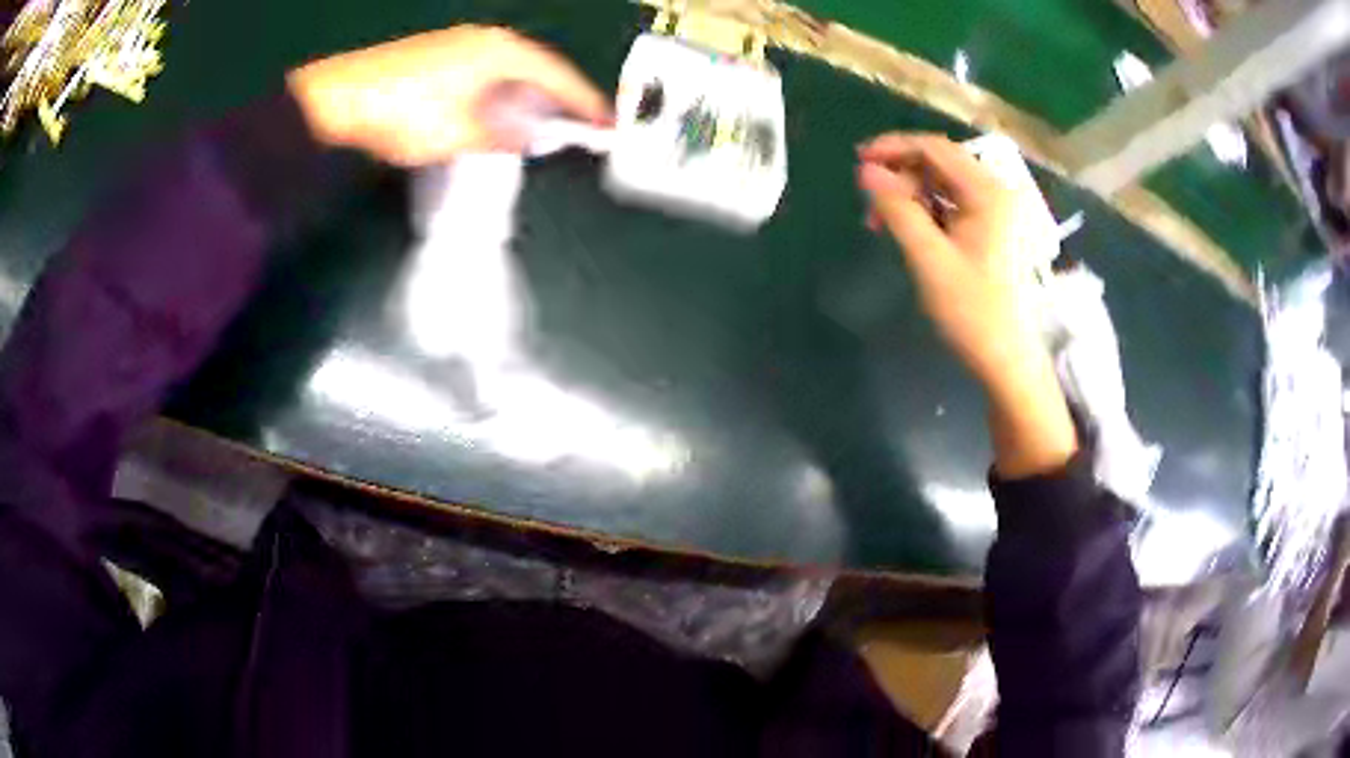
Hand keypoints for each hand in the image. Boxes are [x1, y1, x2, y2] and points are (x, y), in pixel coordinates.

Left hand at [286, 26, 610, 164]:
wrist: (336, 100)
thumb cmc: (403, 112)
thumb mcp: (459, 134)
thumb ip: (502, 136)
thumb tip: (529, 138)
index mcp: (499, 51)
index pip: (556, 75)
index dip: (583, 101)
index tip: (606, 123)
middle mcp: (483, 41)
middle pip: (534, 69)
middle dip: (556, 99)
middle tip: (575, 127)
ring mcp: (457, 46)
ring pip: (507, 73)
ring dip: (525, 100)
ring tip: (538, 128)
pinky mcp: (436, 59)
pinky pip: (483, 76)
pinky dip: (497, 97)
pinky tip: (494, 118)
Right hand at [857, 132, 1075, 477]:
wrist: (1006, 359)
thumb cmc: (972, 311)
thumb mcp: (929, 258)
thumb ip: (896, 208)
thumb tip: (865, 170)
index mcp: (988, 192)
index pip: (935, 149)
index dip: (894, 147)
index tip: (858, 160)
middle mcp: (996, 192)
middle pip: (940, 163)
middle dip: (901, 175)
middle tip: (869, 203)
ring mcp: (996, 211)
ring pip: (943, 184)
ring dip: (910, 194)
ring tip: (882, 222)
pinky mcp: (991, 228)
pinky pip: (952, 204)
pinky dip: (926, 210)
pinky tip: (907, 229)